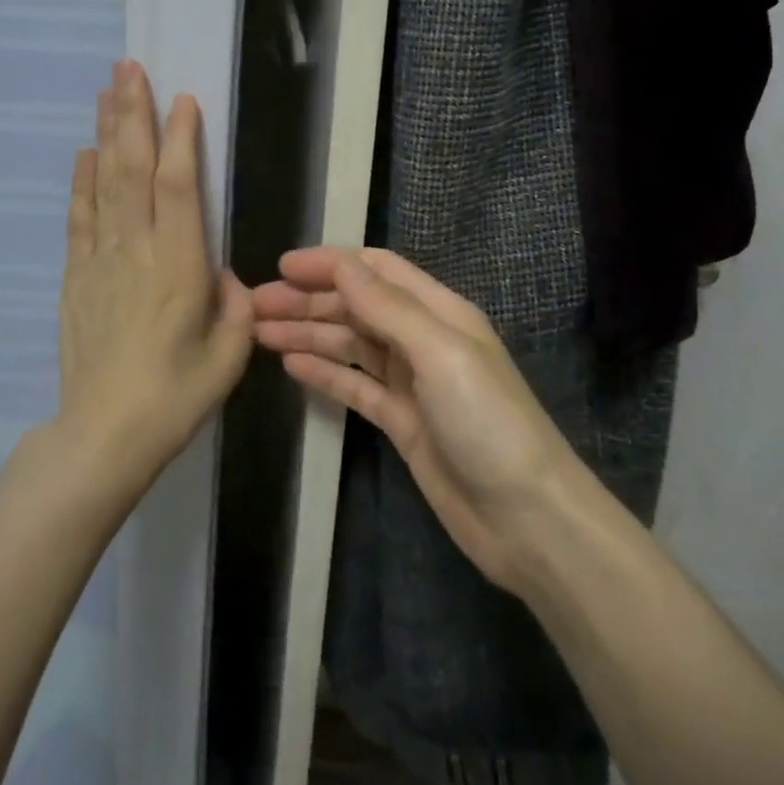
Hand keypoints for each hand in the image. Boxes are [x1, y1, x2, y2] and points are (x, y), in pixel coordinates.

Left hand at [56, 61, 252, 494]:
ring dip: (107, 134)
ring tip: (107, 91)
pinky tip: (85, 152)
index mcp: (179, 266)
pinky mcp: (77, 276)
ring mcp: (100, 260)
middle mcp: (137, 250)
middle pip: (133, 169)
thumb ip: (235, 303)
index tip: (183, 99)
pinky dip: (82, 181)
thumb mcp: (230, 354)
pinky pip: (80, 217)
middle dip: (133, 115)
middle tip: (129, 68)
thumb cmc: (176, 396)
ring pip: (104, 183)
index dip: (180, 138)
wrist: (104, 434)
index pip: (179, 186)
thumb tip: (220, 272)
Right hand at [252, 247, 586, 592]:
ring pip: (349, 344)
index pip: (376, 271)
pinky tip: (291, 365)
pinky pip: (354, 386)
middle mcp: (421, 338)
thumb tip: (341, 264)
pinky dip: (323, 372)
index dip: (330, 263)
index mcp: (438, 312)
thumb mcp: (441, 354)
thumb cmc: (488, 423)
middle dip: (307, 300)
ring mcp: (410, 382)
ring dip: (307, 333)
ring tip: (260, 333)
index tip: (281, 266)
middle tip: (255, 305)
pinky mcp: (400, 421)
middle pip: (355, 306)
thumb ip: (389, 308)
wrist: (528, 520)